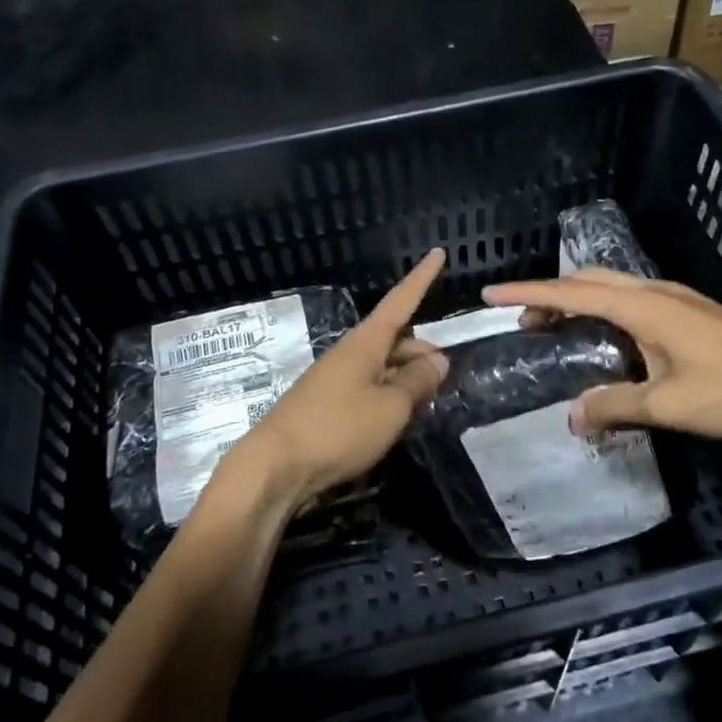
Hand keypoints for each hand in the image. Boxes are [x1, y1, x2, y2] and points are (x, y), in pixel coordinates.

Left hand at [221, 249, 449, 515]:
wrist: (275, 468)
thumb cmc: (338, 429)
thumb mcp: (390, 407)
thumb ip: (417, 382)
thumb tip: (437, 359)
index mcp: (365, 343)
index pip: (401, 301)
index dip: (422, 279)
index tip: (438, 253)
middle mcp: (349, 354)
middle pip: (393, 338)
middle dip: (421, 348)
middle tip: (446, 370)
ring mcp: (335, 380)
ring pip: (381, 366)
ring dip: (406, 375)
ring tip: (429, 397)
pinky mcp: (326, 407)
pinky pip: (367, 389)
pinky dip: (388, 395)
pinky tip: (398, 417)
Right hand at [480, 268, 721, 440]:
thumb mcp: (666, 404)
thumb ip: (614, 406)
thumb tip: (573, 415)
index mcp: (643, 307)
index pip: (572, 293)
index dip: (529, 293)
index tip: (493, 293)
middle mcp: (657, 292)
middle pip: (591, 281)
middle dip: (551, 295)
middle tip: (524, 321)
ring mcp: (679, 299)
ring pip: (615, 287)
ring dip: (580, 299)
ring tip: (558, 326)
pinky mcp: (694, 312)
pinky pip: (635, 298)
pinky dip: (606, 307)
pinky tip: (611, 336)